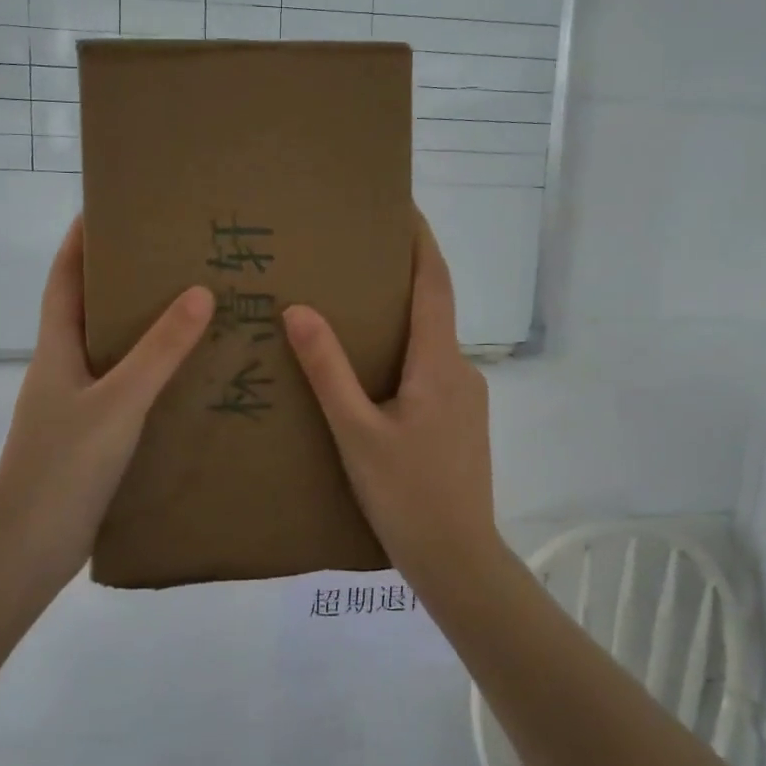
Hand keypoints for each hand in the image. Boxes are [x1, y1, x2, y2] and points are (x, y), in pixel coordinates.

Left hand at [0, 217, 211, 587]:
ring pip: (109, 353)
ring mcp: (74, 406)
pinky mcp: (90, 438)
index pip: (64, 280)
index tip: (106, 208)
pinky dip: (149, 375)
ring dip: (140, 330)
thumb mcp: (118, 402)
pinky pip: (123, 390)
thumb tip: (199, 293)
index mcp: (56, 350)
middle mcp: (62, 370)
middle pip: (88, 311)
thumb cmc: (64, 465)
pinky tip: (184, 380)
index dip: (79, 242)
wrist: (29, 548)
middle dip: (121, 281)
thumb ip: (159, 351)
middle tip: (170, 257)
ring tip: (189, 309)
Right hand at [283, 216, 498, 573]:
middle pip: (433, 308)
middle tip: (355, 257)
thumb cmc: (406, 494)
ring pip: (430, 343)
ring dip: (400, 319)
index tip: (403, 206)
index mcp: (439, 363)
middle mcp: (460, 370)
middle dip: (401, 276)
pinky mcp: (460, 421)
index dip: (421, 242)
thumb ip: (329, 371)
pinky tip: (372, 371)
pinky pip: (430, 370)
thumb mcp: (357, 432)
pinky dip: (404, 353)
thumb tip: (300, 309)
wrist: (458, 559)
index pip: (434, 283)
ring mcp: (466, 398)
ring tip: (353, 310)